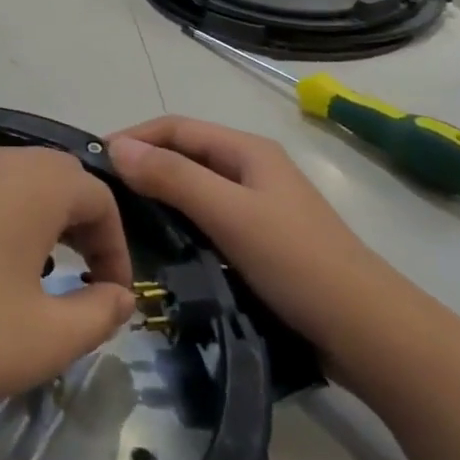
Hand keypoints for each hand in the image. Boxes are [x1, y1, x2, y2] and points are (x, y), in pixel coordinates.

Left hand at [0, 145, 137, 437]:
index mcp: (34, 181)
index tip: (113, 299)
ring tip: (26, 287)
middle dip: (78, 233)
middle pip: (54, 184)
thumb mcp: (45, 338)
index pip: (100, 199)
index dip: (117, 249)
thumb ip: (98, 314)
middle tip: (79, 286)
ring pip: (9, 192)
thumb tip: (118, 295)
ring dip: (32, 232)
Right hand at [107, 116, 400, 358]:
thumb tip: (116, 147)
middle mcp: (250, 169)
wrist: (367, 331)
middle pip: (183, 154)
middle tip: (101, 197)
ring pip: (193, 188)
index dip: (132, 138)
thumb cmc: (297, 262)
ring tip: (119, 220)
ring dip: (157, 195)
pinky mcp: (258, 240)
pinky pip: (205, 217)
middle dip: (141, 166)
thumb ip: (173, 177)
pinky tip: (158, 245)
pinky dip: (177, 222)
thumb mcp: (229, 213)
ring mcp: (257, 205)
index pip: (175, 128)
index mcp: (247, 150)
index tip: (92, 165)